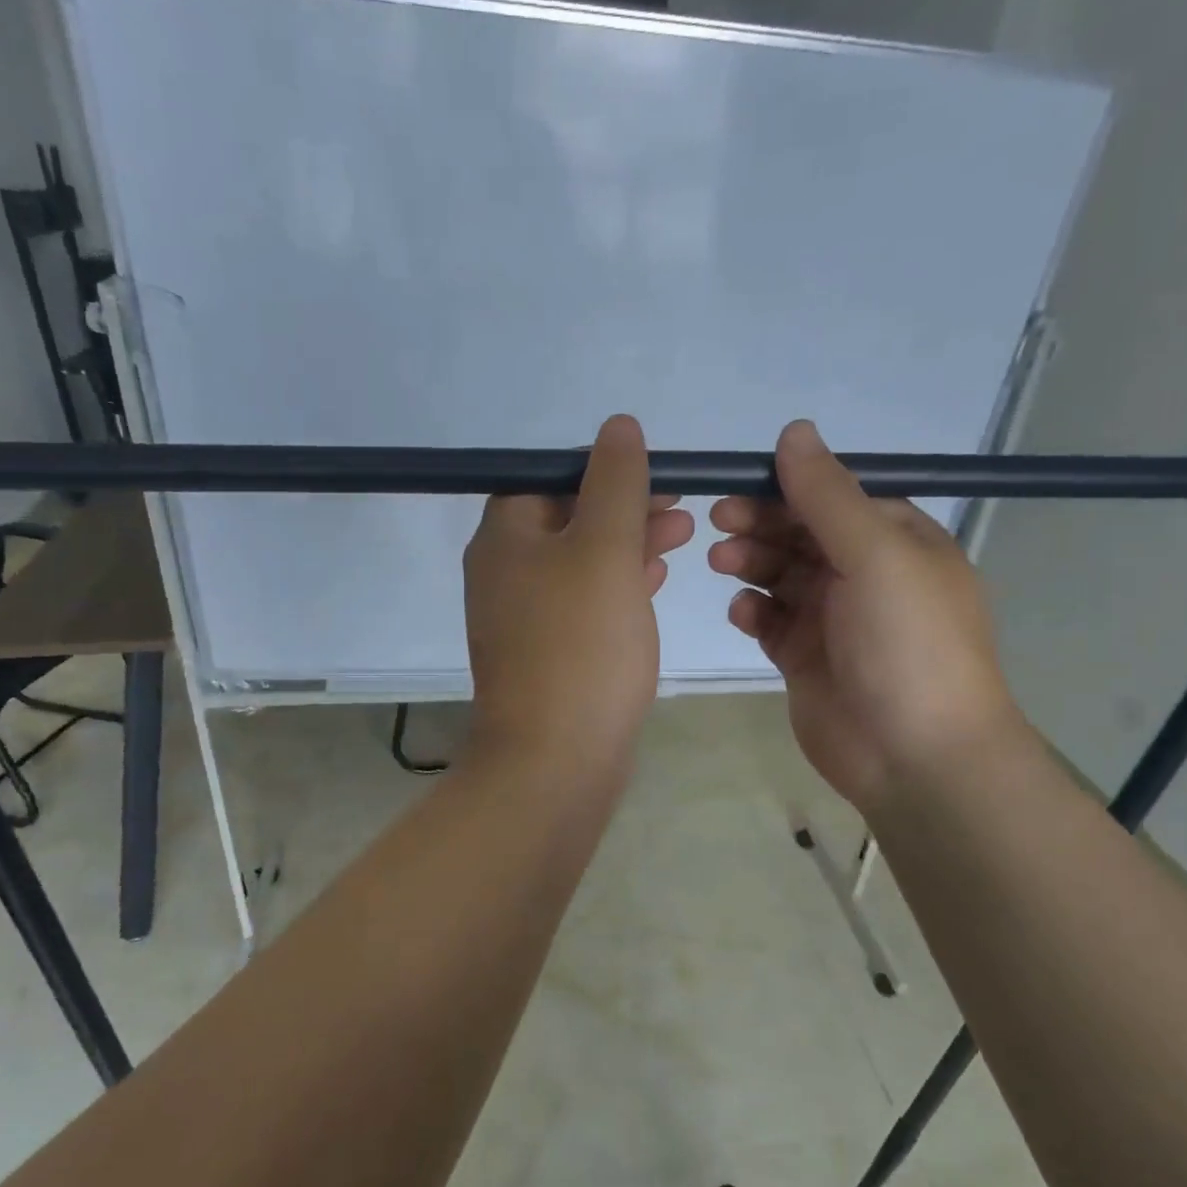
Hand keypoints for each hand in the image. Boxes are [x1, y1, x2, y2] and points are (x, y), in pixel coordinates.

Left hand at [463, 415, 693, 776]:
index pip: (549, 477)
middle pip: (566, 518)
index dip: (603, 470)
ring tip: (682, 538)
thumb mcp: (604, 549)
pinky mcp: (546, 654)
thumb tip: (617, 427)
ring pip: (579, 562)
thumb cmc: (581, 645)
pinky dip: (617, 587)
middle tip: (680, 509)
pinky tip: (653, 585)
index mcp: (505, 537)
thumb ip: (614, 483)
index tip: (654, 477)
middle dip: (624, 507)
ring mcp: (522, 617)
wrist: (555, 759)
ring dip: (627, 545)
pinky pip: (582, 604)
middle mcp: (504, 572)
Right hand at [708, 420, 1024, 810]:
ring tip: (723, 564)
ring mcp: (834, 619)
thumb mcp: (875, 555)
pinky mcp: (805, 659)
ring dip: (751, 563)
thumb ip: (828, 495)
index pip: (833, 497)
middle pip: (801, 534)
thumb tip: (794, 431)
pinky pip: (771, 622)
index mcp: (895, 541)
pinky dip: (753, 612)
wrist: (916, 756)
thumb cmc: (906, 644)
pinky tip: (742, 614)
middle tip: (717, 523)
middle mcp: (864, 575)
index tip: (738, 485)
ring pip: (780, 575)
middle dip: (760, 524)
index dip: (786, 487)